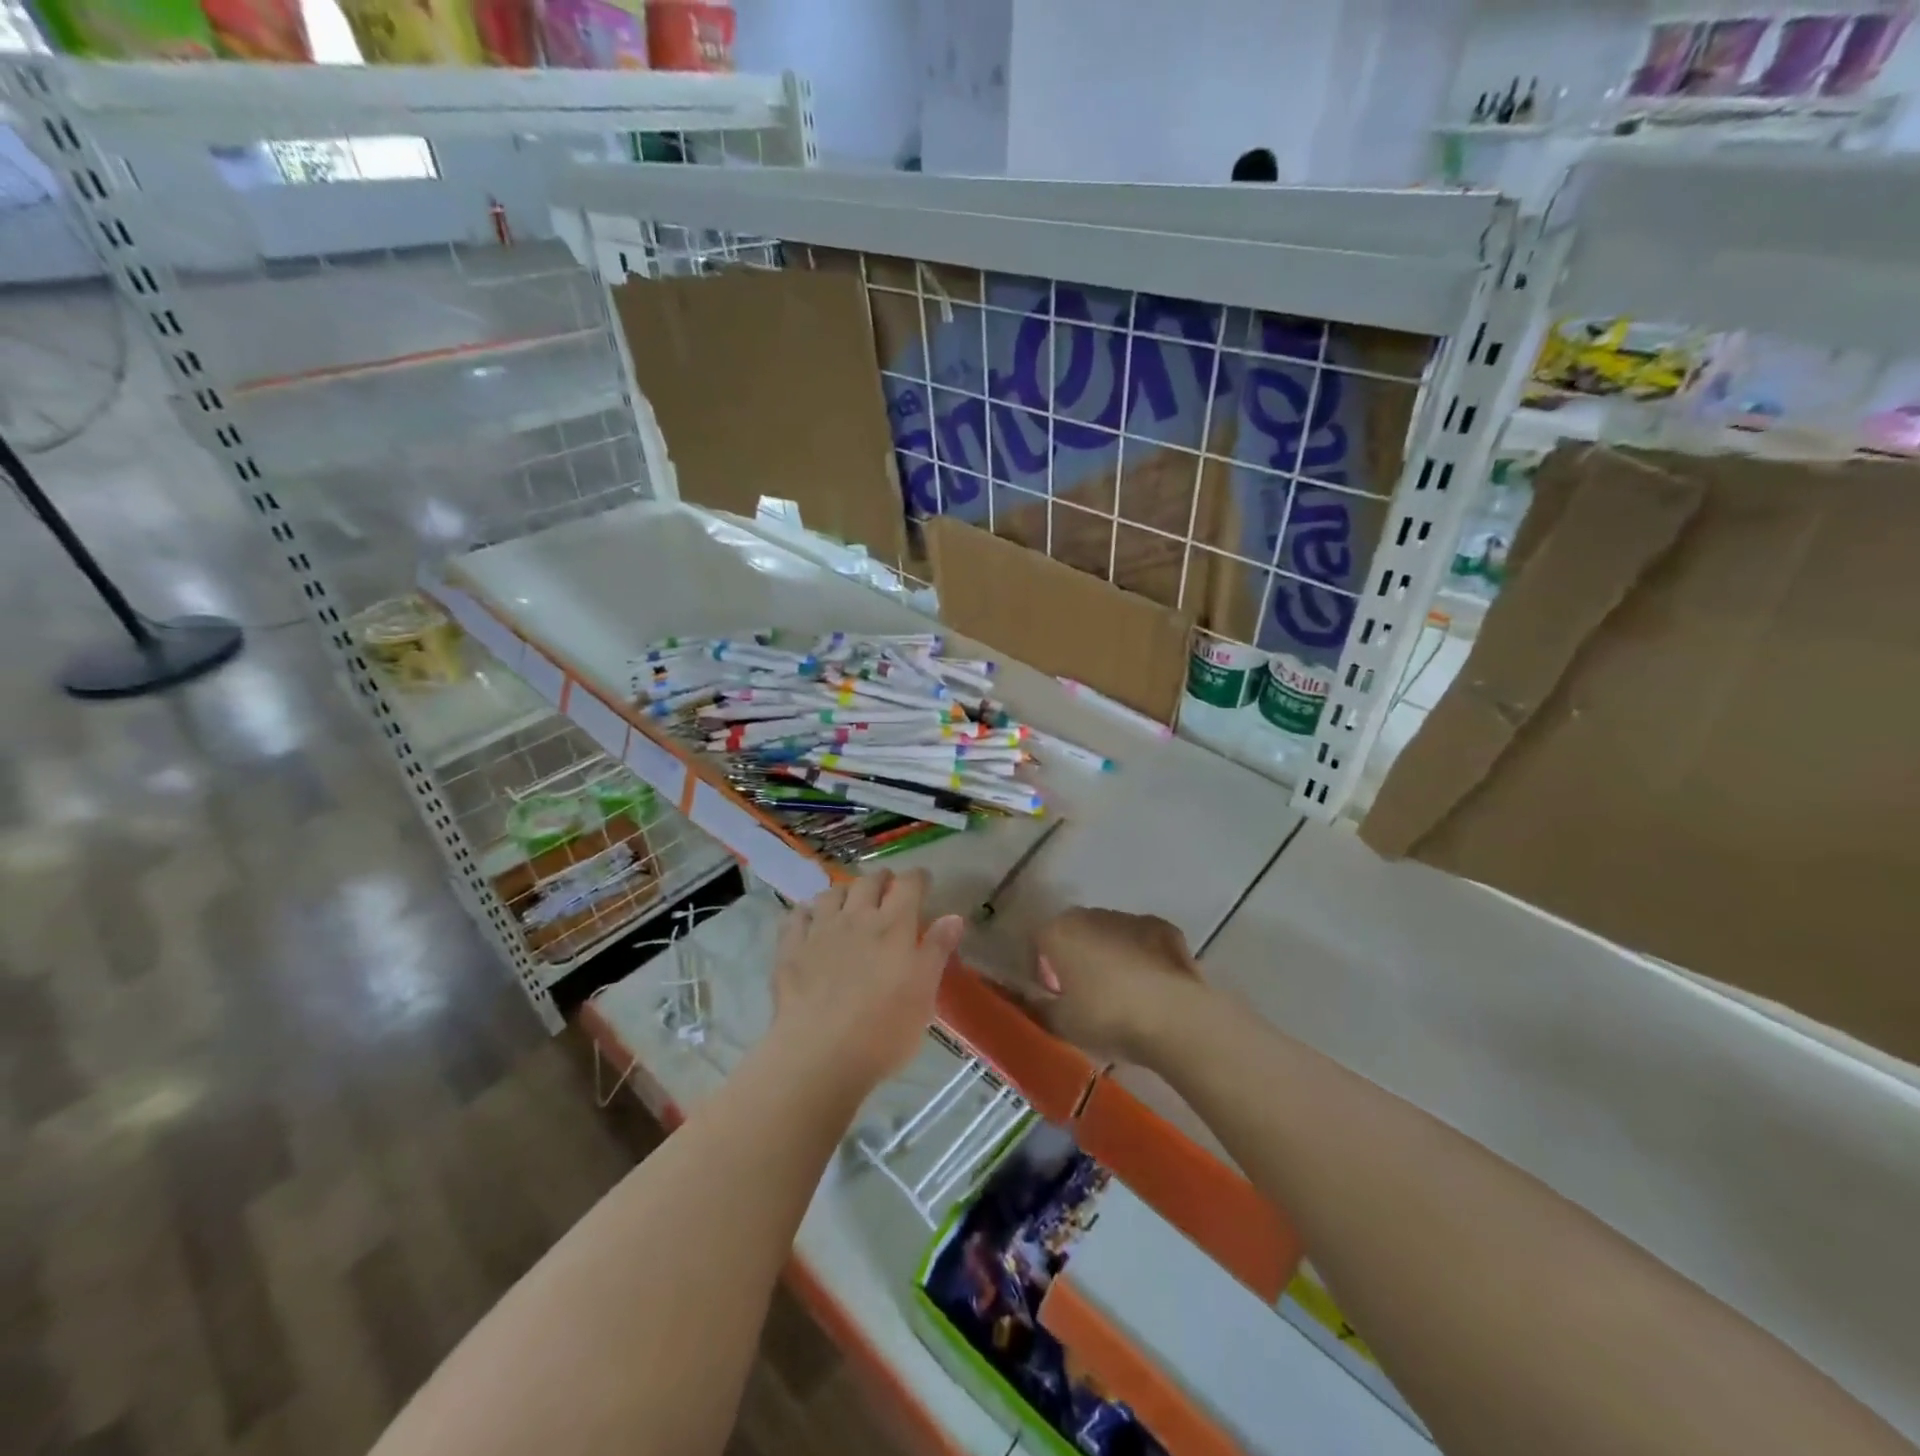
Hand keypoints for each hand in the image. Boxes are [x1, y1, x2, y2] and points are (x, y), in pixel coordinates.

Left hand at [772, 869, 964, 1089]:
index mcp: (894, 926)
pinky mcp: (790, 950)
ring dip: (843, 892)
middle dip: (881, 879)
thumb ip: (937, 950)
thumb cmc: (884, 1030)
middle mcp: (857, 918)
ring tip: (848, 901)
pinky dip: (805, 913)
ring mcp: (820, 931)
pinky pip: (796, 917)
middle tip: (887, 886)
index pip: (909, 885)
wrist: (820, 1055)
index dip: (917, 878)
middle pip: (868, 883)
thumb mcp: (924, 994)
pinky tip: (809, 920)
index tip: (923, 881)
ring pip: (831, 894)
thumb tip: (953, 916)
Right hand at [1026, 908, 1205, 1064]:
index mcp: (1059, 932)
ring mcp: (1130, 918)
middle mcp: (1090, 915)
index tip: (1051, 995)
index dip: (1041, 970)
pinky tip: (1150, 985)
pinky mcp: (1163, 927)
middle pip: (1073, 933)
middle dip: (1074, 957)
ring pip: (1108, 933)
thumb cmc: (1107, 1018)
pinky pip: (1141, 940)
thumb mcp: (1062, 1024)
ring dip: (1108, 954)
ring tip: (1121, 992)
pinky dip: (1141, 955)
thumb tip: (1031, 999)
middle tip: (1083, 994)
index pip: (1037, 943)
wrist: (1174, 1016)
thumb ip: (1039, 1007)